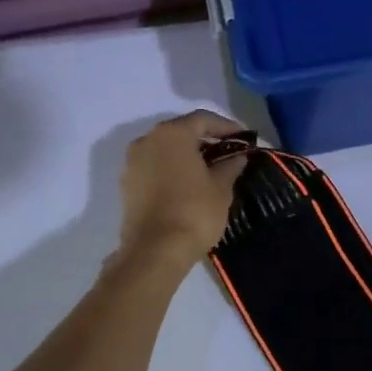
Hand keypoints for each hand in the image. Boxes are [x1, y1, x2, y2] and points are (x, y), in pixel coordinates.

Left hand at [115, 111, 248, 268]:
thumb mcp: (221, 187)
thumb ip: (230, 166)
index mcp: (172, 134)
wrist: (155, 251)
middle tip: (228, 151)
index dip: (226, 126)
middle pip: (181, 131)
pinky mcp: (127, 183)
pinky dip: (172, 168)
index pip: (203, 119)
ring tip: (210, 169)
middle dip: (206, 139)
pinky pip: (155, 166)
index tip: (244, 138)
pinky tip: (190, 183)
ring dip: (187, 154)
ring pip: (166, 149)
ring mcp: (132, 162)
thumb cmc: (194, 211)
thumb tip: (237, 157)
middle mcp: (147, 140)